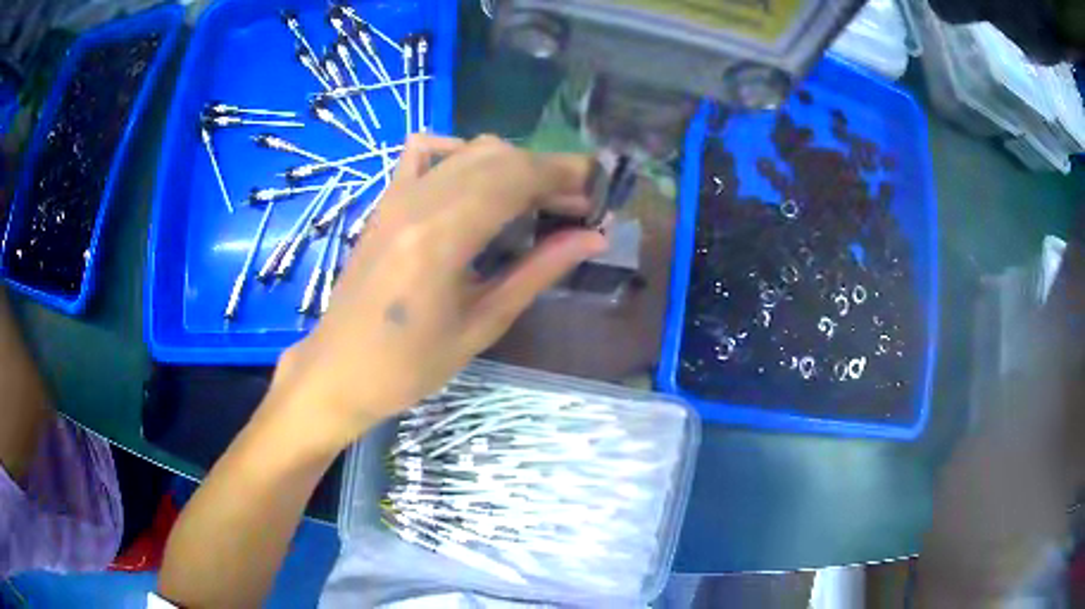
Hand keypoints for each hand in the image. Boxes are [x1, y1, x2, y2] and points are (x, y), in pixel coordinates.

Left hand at [265, 135, 607, 451]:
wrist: (339, 369)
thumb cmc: (409, 366)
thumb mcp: (482, 324)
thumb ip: (539, 272)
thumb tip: (594, 238)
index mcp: (441, 237)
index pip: (515, 177)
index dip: (565, 175)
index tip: (599, 191)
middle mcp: (417, 201)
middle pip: (498, 156)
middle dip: (547, 171)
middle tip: (578, 205)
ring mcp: (396, 196)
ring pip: (468, 151)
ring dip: (513, 165)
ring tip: (538, 200)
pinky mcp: (386, 201)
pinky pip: (425, 154)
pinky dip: (463, 154)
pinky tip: (478, 182)